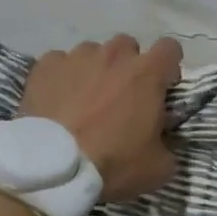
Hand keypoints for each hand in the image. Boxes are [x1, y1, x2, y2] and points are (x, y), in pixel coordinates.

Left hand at [19, 35, 183, 201]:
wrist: (53, 169)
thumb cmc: (113, 163)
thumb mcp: (159, 167)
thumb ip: (169, 145)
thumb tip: (164, 139)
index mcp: (147, 73)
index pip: (170, 48)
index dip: (168, 67)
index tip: (162, 87)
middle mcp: (114, 55)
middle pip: (128, 47)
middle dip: (128, 66)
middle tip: (121, 96)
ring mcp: (77, 57)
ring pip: (92, 53)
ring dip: (95, 70)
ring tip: (84, 100)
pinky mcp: (46, 66)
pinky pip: (59, 63)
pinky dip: (62, 77)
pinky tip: (57, 101)